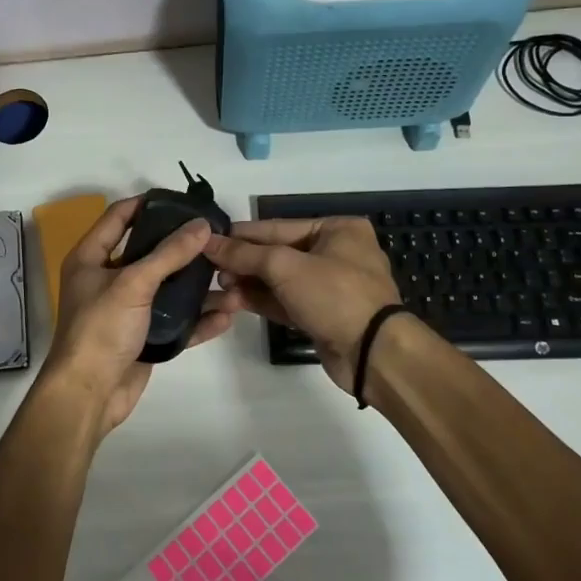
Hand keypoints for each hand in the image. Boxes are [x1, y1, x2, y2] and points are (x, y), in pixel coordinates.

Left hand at [41, 196, 233, 438]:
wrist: (89, 395)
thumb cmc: (101, 329)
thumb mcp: (133, 284)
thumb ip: (169, 254)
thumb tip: (202, 225)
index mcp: (91, 258)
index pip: (118, 217)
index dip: (147, 204)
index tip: (182, 201)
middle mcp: (107, 279)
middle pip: (149, 252)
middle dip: (182, 247)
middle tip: (216, 237)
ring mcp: (126, 310)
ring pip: (167, 289)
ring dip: (198, 287)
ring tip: (231, 278)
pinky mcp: (143, 337)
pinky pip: (175, 322)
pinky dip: (198, 319)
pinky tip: (226, 315)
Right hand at [203, 217, 400, 392]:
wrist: (373, 353)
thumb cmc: (335, 295)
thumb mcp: (286, 267)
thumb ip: (244, 254)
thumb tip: (208, 242)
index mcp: (338, 229)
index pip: (279, 227)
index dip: (242, 234)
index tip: (209, 238)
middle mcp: (337, 253)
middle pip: (278, 253)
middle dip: (245, 261)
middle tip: (211, 268)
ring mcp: (331, 286)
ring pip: (281, 279)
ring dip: (250, 282)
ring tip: (220, 285)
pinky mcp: (323, 315)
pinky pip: (287, 301)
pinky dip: (263, 300)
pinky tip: (235, 300)